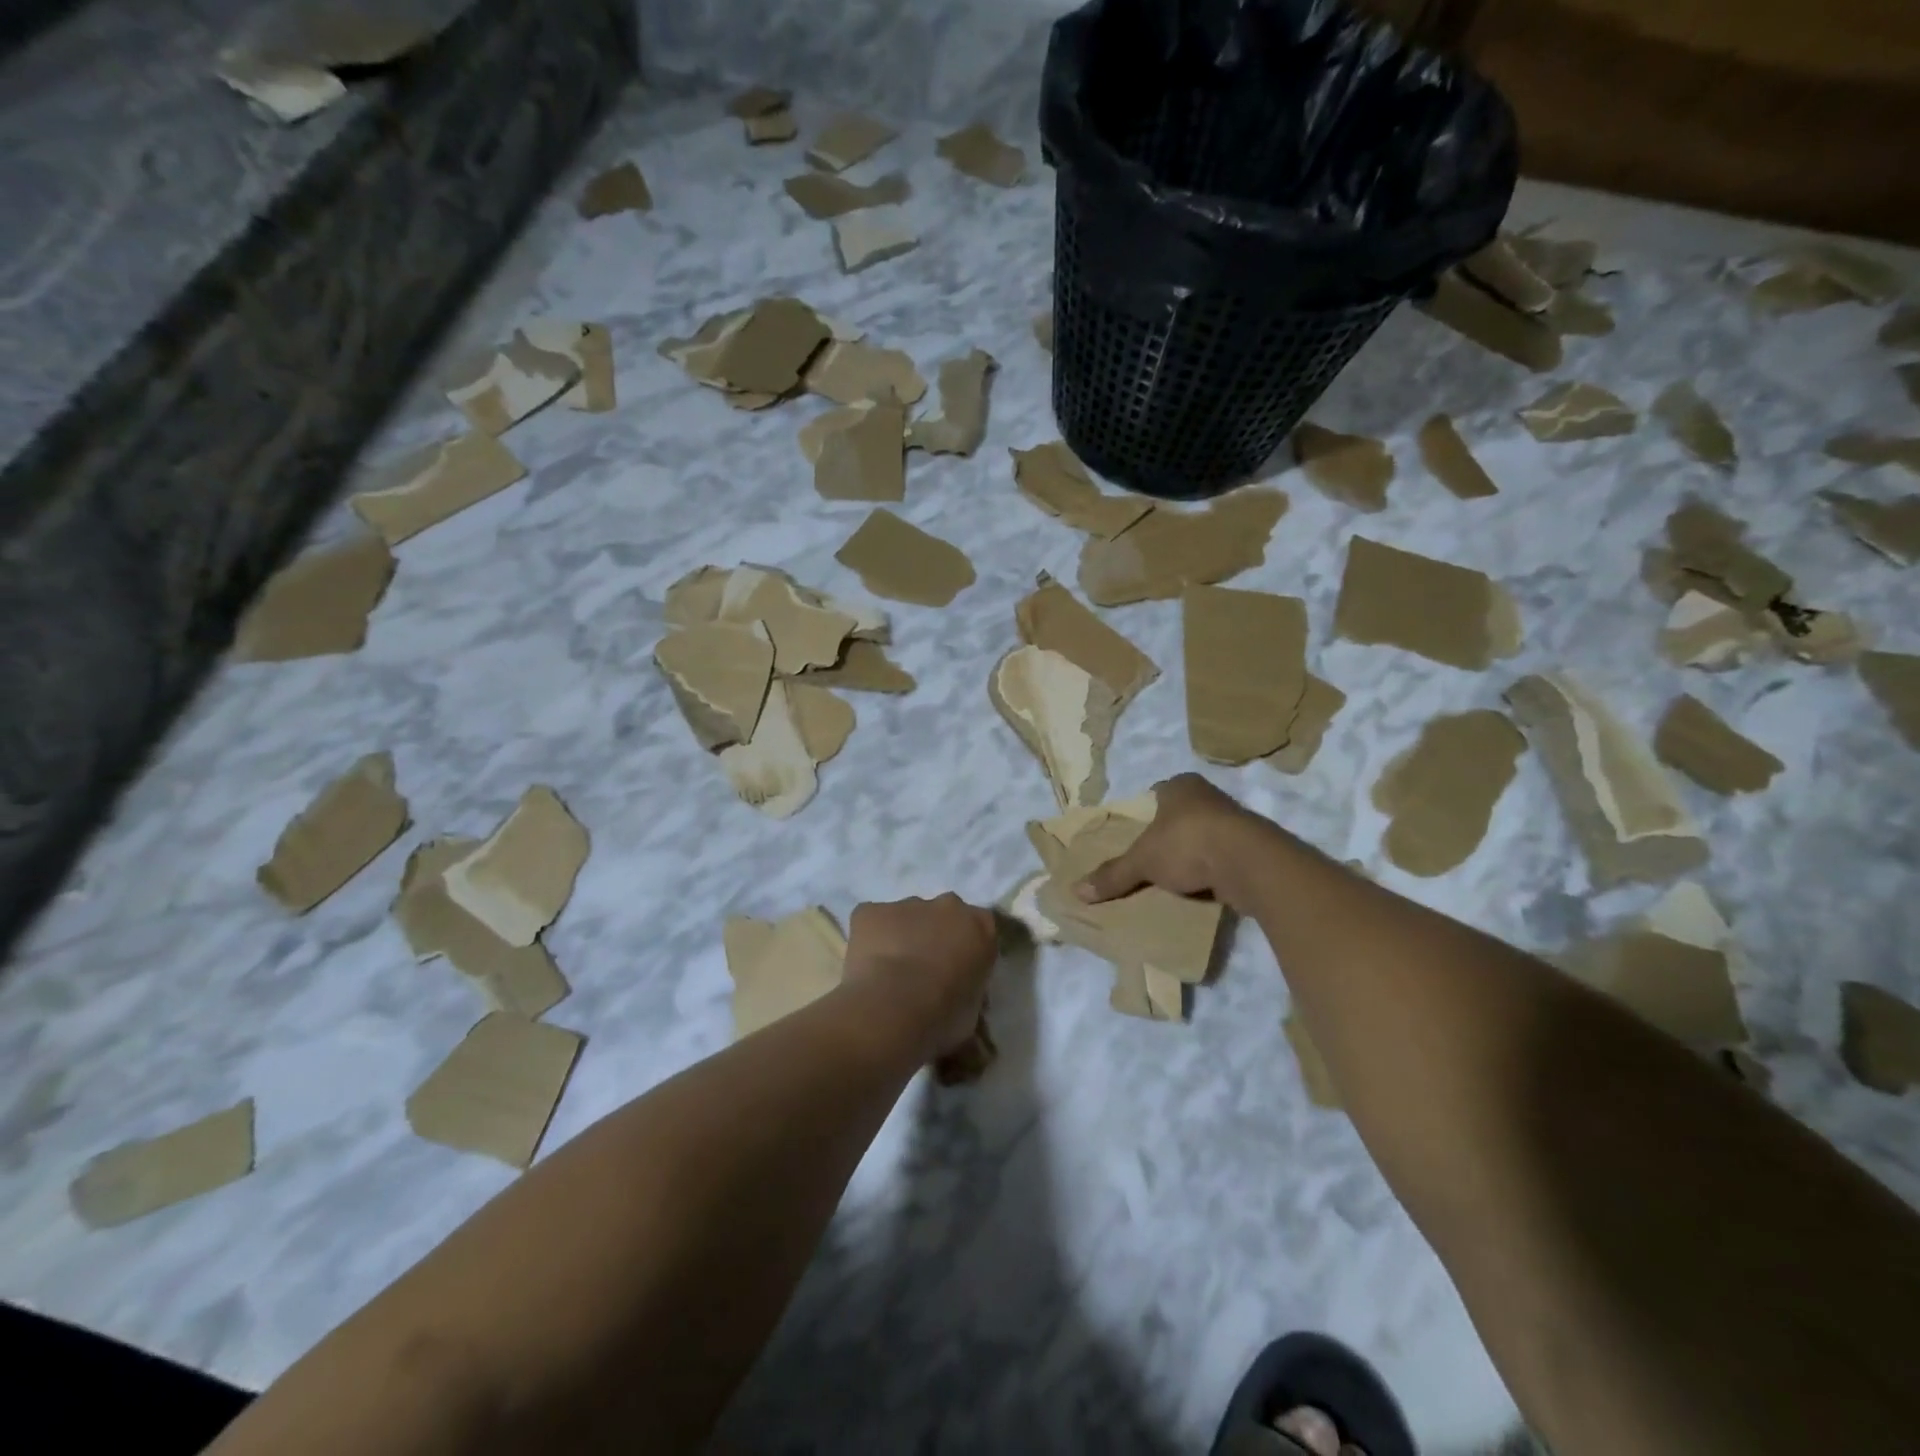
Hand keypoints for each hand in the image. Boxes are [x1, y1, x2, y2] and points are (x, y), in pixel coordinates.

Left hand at [841, 894, 997, 1061]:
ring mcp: (907, 904)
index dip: (965, 949)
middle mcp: (947, 906)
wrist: (893, 1010)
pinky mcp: (870, 911)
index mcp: (980, 926)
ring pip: (905, 917)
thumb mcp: (972, 1012)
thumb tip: (957, 997)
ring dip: (901, 936)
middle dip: (934, 936)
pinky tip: (865, 968)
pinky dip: (868, 939)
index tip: (956, 971)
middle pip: (942, 915)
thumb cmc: (943, 1016)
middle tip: (922, 972)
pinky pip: (870, 920)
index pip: (980, 928)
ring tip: (889, 975)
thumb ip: (968, 992)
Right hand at [1075, 773, 1271, 909]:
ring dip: (1190, 855)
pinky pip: (1221, 858)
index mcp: (1180, 786)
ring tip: (1171, 879)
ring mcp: (1233, 821)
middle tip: (1148, 860)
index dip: (1143, 815)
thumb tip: (1076, 891)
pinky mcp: (1250, 848)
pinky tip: (1198, 888)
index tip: (1133, 836)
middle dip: (1166, 836)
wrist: (1249, 863)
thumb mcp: (1142, 861)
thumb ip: (1113, 874)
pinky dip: (1210, 872)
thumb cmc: (1188, 844)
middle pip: (1179, 816)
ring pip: (1202, 837)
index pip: (1156, 795)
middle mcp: (1208, 796)